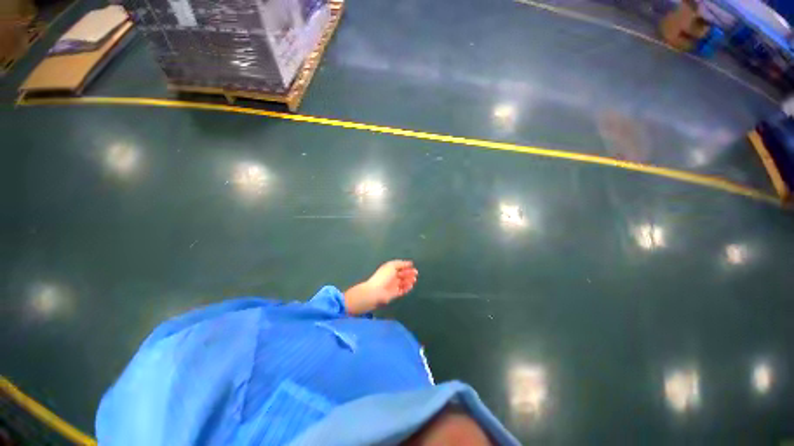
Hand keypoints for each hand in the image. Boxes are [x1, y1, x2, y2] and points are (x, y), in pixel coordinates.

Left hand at [366, 260, 418, 305]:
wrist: (376, 291)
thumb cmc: (383, 276)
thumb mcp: (392, 266)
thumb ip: (401, 263)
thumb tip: (409, 263)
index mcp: (390, 269)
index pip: (400, 267)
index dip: (406, 267)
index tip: (412, 267)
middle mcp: (392, 277)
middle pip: (402, 274)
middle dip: (409, 273)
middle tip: (415, 274)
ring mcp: (393, 285)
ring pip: (403, 282)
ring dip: (409, 281)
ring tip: (413, 280)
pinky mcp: (394, 293)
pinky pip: (402, 290)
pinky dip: (407, 288)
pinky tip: (410, 286)